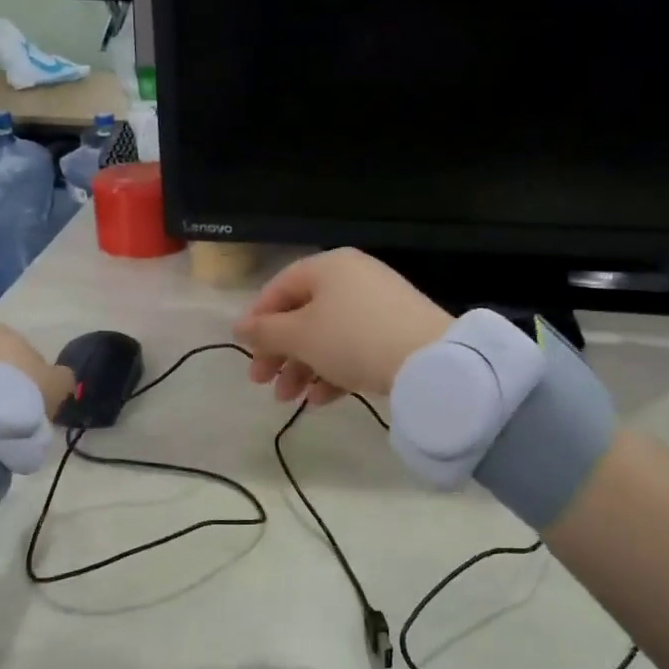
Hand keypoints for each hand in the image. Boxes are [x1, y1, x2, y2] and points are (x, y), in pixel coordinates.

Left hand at [0, 325, 73, 419]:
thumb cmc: (25, 390)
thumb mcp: (60, 384)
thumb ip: (63, 376)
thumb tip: (60, 376)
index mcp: (8, 332)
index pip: (25, 348)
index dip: (33, 370)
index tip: (37, 391)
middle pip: (0, 360)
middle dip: (7, 378)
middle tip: (18, 403)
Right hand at [234, 249, 450, 405]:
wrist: (430, 361)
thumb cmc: (352, 338)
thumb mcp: (300, 336)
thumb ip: (265, 332)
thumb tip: (238, 327)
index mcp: (328, 267)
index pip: (280, 288)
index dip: (257, 320)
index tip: (244, 352)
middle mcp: (353, 278)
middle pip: (303, 315)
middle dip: (279, 353)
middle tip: (262, 383)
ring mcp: (377, 305)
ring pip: (327, 336)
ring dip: (302, 368)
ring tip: (288, 400)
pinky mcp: (396, 332)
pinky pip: (354, 348)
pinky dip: (333, 371)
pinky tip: (319, 401)